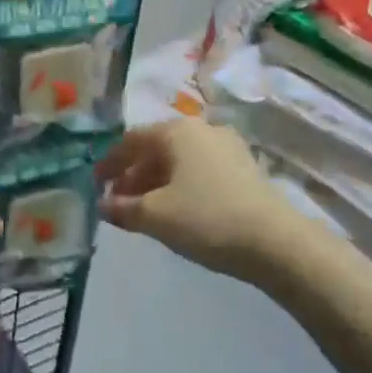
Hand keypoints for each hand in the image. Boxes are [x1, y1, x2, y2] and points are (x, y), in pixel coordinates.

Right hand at [96, 118, 303, 281]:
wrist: (276, 242)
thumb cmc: (207, 218)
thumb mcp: (155, 216)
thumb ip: (122, 208)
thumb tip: (103, 204)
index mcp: (176, 131)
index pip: (131, 140)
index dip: (110, 162)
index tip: (95, 184)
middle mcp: (202, 130)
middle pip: (156, 149)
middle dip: (133, 175)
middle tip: (118, 202)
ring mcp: (227, 148)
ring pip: (179, 161)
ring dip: (156, 182)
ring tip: (144, 210)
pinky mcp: (244, 169)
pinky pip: (200, 171)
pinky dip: (181, 186)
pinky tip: (177, 211)